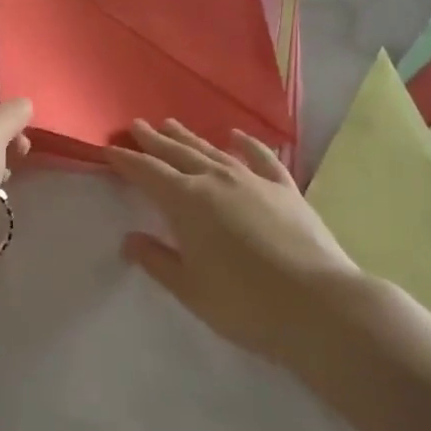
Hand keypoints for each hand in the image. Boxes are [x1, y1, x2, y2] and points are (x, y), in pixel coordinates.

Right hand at [106, 119, 358, 362]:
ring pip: (212, 150)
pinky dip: (247, 144)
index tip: (110, 149)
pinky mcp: (285, 189)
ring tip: (171, 124)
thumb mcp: (190, 289)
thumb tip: (129, 240)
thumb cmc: (245, 304)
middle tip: (137, 125)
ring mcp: (253, 180)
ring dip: (189, 137)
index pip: (147, 173)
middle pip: (177, 153)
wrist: (320, 306)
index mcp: (186, 202)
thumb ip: (157, 260)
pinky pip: (261, 158)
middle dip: (153, 140)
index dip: (127, 160)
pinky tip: (237, 135)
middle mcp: (215, 180)